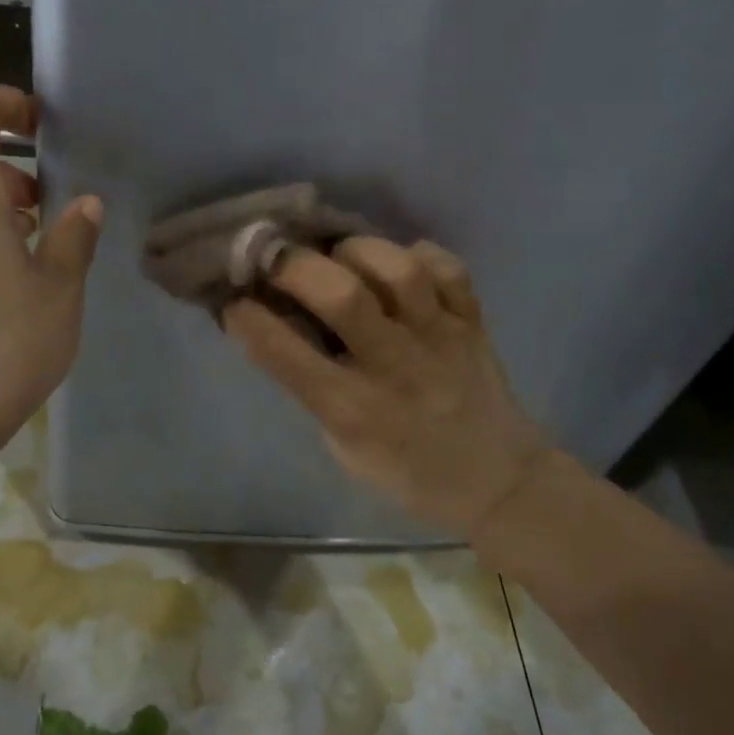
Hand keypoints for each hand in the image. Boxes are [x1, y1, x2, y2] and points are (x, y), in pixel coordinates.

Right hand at [223, 237, 553, 541]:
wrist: (499, 483)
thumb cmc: (407, 471)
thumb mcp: (343, 447)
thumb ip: (312, 388)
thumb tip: (279, 327)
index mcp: (354, 410)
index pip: (287, 356)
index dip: (251, 320)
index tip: (233, 301)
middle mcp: (396, 368)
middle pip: (344, 298)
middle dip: (297, 267)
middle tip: (277, 258)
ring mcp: (441, 340)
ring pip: (400, 271)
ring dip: (358, 251)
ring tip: (340, 255)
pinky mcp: (473, 323)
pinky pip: (450, 270)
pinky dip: (420, 255)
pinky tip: (399, 263)